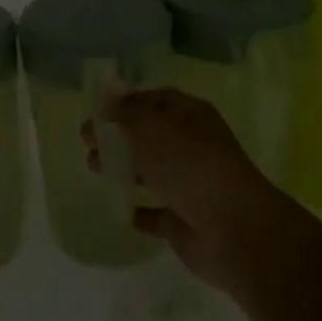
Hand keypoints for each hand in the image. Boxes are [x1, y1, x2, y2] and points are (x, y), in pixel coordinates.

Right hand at [85, 88, 297, 296]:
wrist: (234, 229)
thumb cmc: (190, 165)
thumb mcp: (151, 127)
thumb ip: (125, 111)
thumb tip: (109, 90)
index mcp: (191, 116)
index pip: (154, 100)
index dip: (125, 103)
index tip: (96, 112)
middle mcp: (193, 146)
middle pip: (150, 135)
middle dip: (118, 136)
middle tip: (87, 142)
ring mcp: (191, 184)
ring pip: (152, 170)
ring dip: (123, 168)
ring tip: (93, 168)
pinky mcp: (185, 221)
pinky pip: (157, 212)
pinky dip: (140, 210)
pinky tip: (120, 208)